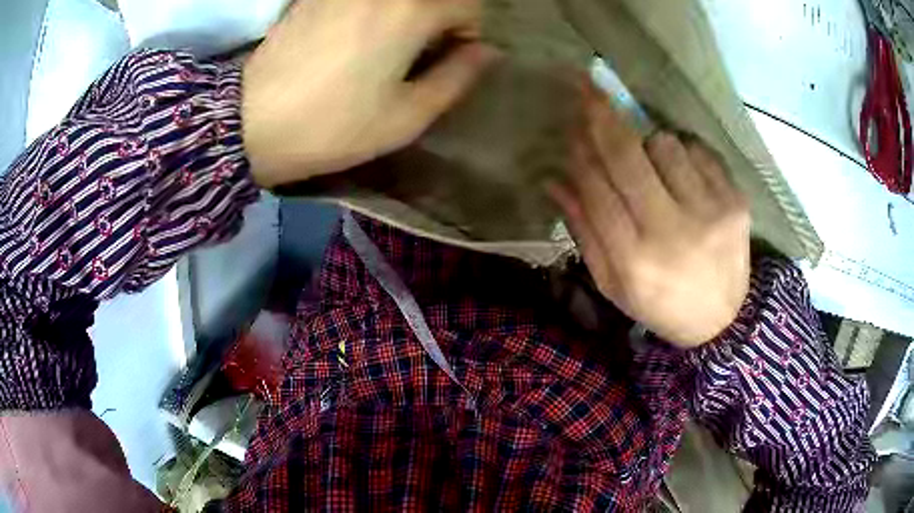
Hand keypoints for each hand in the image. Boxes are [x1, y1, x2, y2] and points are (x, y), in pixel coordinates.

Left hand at [242, 0, 497, 187]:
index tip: (448, 60)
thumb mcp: (407, 115)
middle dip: (440, 18)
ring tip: (387, 46)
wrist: (250, 122)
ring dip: (408, 13)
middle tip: (420, 53)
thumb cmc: (334, 125)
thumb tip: (487, 52)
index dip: (467, 34)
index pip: (469, 6)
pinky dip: (376, 9)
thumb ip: (457, 77)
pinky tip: (356, 35)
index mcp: (413, 10)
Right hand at [549, 82, 750, 347]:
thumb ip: (584, 230)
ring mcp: (710, 213)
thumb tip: (554, 179)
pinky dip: (683, 154)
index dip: (579, 150)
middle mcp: (672, 233)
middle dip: (601, 115)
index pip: (595, 186)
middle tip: (585, 86)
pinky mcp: (735, 202)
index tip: (570, 125)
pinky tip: (684, 177)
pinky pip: (698, 151)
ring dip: (649, 146)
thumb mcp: (612, 283)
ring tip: (654, 169)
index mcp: (634, 260)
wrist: (721, 322)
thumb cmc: (659, 304)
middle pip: (627, 155)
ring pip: (664, 143)